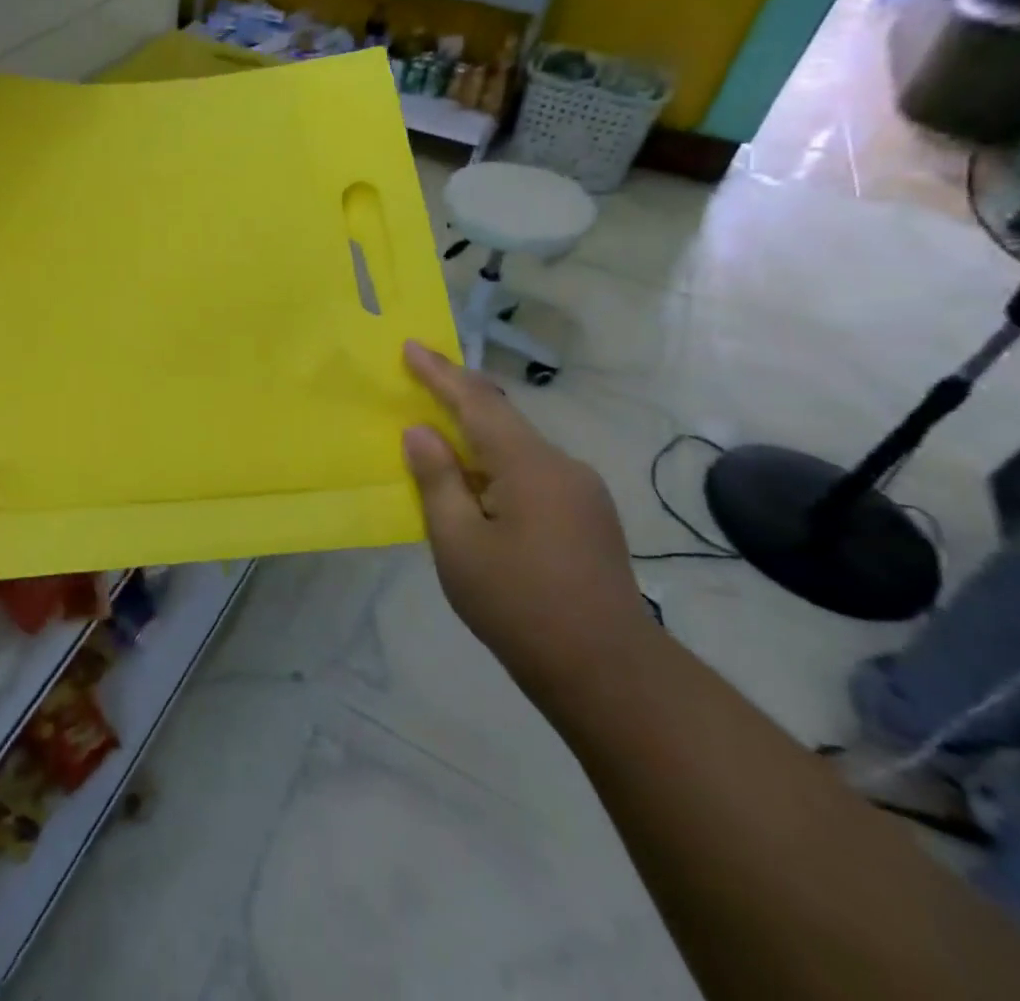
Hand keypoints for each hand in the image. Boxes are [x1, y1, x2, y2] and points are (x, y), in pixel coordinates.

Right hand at [401, 342, 654, 702]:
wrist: (609, 674)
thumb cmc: (519, 606)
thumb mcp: (459, 544)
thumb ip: (437, 480)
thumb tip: (420, 432)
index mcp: (529, 465)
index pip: (477, 402)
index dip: (439, 372)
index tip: (410, 345)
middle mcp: (562, 466)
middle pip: (501, 418)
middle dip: (457, 396)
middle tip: (418, 380)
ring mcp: (581, 492)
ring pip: (517, 448)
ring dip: (476, 439)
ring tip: (438, 444)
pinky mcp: (588, 517)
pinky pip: (532, 473)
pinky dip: (496, 467)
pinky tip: (477, 492)